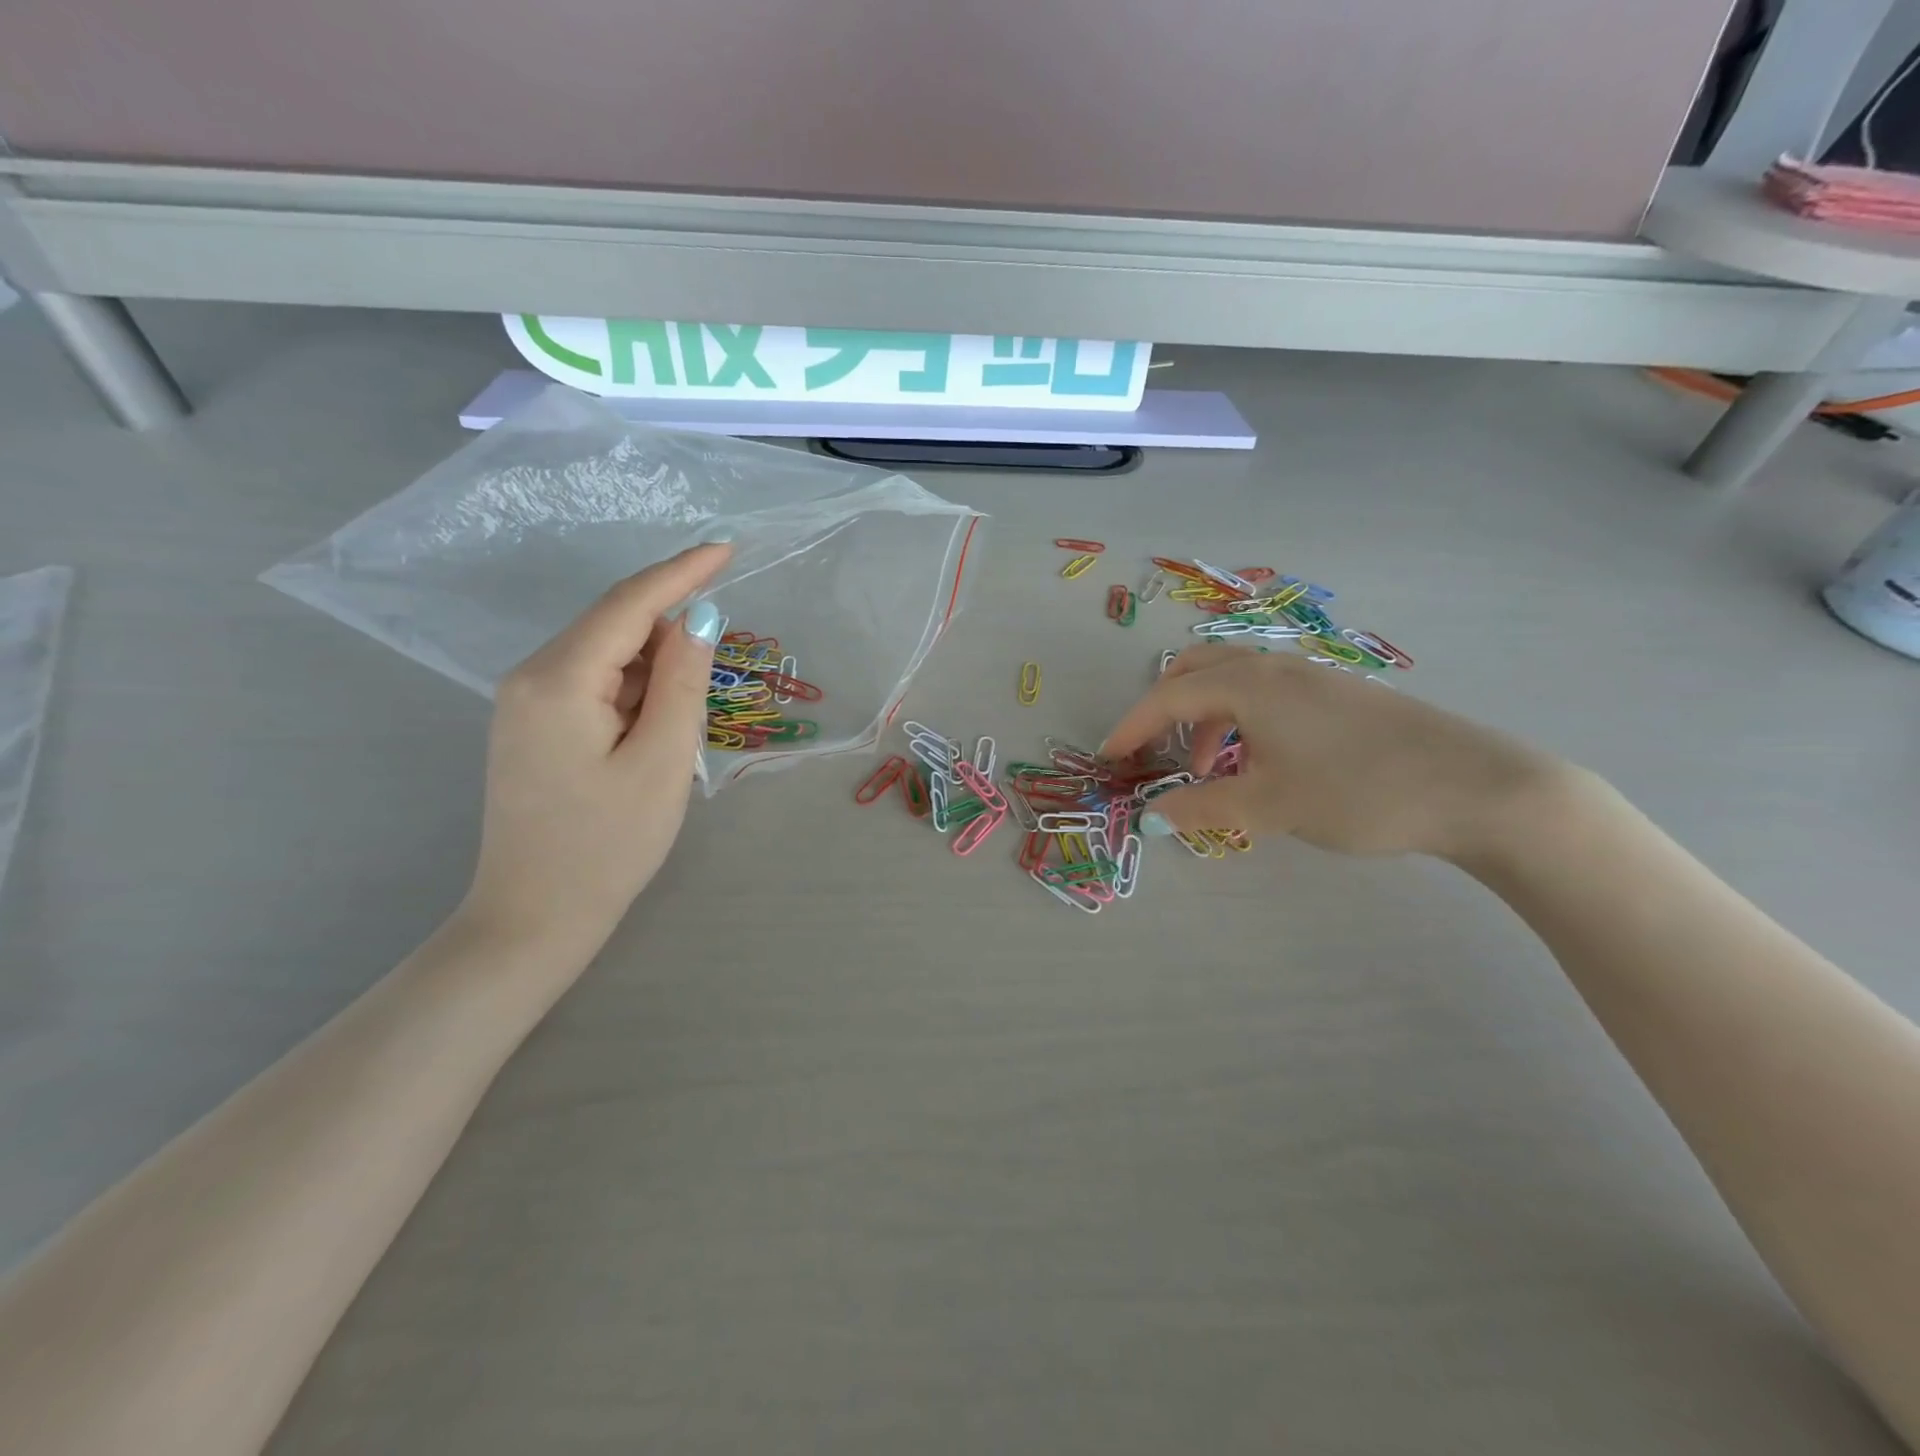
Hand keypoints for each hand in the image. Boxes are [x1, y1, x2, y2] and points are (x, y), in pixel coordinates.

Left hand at [460, 542, 730, 955]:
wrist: (534, 916)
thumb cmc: (608, 846)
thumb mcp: (663, 762)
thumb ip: (683, 682)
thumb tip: (698, 618)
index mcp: (559, 680)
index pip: (628, 605)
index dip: (681, 572)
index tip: (727, 547)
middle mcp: (530, 677)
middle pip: (613, 625)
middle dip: (670, 628)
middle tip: (719, 660)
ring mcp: (523, 701)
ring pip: (604, 655)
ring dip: (654, 666)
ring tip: (686, 716)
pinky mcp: (531, 725)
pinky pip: (591, 682)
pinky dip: (633, 688)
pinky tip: (656, 722)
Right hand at [1100, 644, 1564, 861]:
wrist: (1477, 787)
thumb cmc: (1359, 791)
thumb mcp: (1271, 806)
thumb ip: (1205, 807)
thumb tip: (1156, 812)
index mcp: (1252, 684)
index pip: (1170, 695)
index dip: (1133, 726)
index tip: (1109, 758)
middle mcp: (1277, 667)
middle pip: (1198, 667)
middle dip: (1164, 706)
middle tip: (1154, 750)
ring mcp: (1312, 677)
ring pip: (1236, 680)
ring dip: (1206, 717)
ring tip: (1212, 770)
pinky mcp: (1340, 694)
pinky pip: (1268, 693)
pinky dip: (1241, 719)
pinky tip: (1262, 762)